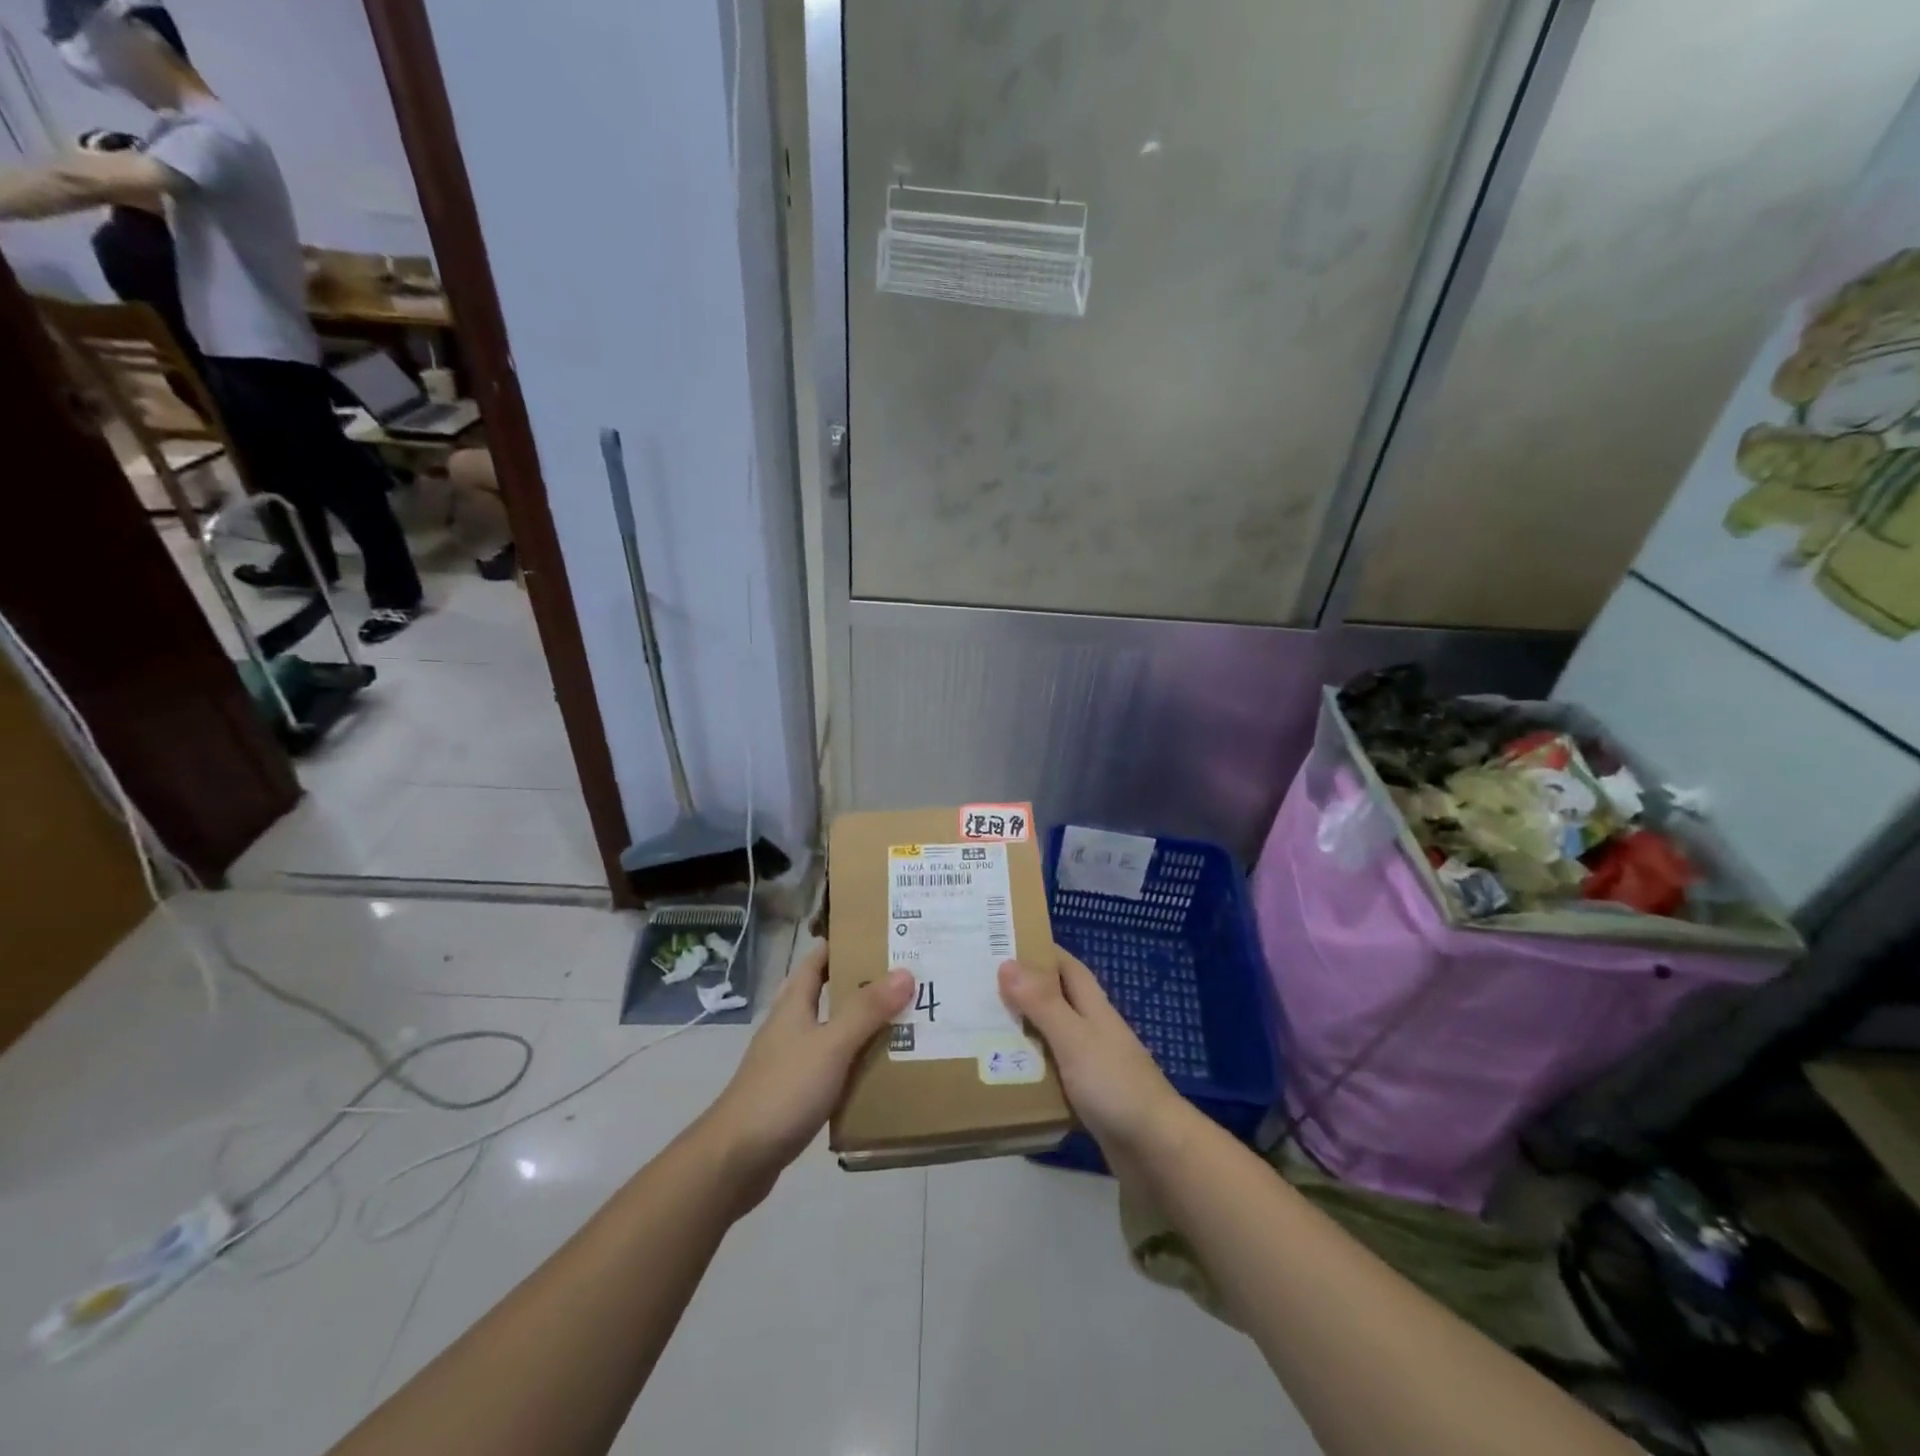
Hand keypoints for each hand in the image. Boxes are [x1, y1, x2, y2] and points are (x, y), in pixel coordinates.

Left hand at [701, 943, 912, 1207]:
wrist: (736, 1159)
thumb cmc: (783, 1090)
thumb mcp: (831, 1045)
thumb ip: (867, 1010)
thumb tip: (905, 972)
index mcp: (794, 1005)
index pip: (817, 961)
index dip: (842, 944)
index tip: (879, 935)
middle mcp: (790, 1027)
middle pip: (827, 995)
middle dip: (861, 985)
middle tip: (905, 978)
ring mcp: (790, 1062)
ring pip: (831, 1032)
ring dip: (861, 1026)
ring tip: (903, 1021)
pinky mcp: (794, 1094)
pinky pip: (831, 1067)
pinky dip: (854, 1063)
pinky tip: (879, 1071)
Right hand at [999, 951, 1190, 1163]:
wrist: (1156, 1150)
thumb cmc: (1115, 1084)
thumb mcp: (1074, 1038)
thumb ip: (1042, 1003)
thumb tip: (1007, 963)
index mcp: (1094, 1007)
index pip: (1067, 966)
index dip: (1040, 951)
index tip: (1003, 943)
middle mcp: (1093, 1029)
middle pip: (1056, 1000)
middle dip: (1023, 991)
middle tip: (979, 987)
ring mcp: (1092, 1064)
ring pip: (1052, 1037)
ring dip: (1023, 1031)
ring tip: (980, 1028)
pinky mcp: (1088, 1096)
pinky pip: (1053, 1073)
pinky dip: (1031, 1069)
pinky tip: (1005, 1075)